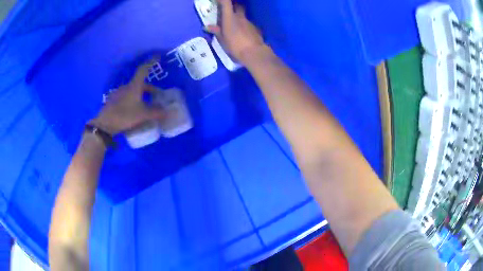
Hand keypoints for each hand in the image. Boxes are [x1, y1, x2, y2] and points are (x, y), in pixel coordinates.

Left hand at [89, 59, 165, 135]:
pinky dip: (134, 101)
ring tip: (147, 106)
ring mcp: (119, 93)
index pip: (143, 70)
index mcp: (134, 86)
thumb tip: (167, 111)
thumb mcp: (142, 115)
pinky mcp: (114, 101)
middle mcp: (126, 87)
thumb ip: (156, 112)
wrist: (104, 125)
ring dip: (142, 95)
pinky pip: (127, 97)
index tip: (158, 56)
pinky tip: (135, 111)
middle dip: (150, 89)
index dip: (151, 62)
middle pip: (140, 83)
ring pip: (133, 91)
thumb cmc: (124, 116)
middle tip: (157, 96)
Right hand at [205, 0, 266, 63]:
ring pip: (243, 16)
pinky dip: (244, 26)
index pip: (226, 2)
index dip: (222, 0)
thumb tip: (207, 27)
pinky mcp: (256, 28)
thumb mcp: (222, 39)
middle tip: (228, 11)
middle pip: (238, 6)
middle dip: (233, 6)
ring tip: (234, 26)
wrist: (254, 53)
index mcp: (230, 17)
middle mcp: (240, 17)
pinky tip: (242, 34)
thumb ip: (216, 31)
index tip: (218, 1)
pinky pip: (248, 24)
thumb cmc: (235, 45)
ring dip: (239, 18)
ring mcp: (249, 22)